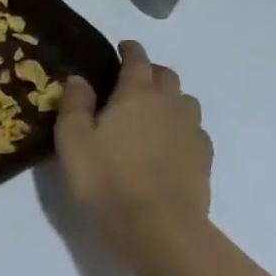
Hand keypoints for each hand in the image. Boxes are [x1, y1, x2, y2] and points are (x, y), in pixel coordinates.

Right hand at [55, 41, 211, 246]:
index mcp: (136, 95)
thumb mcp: (72, 139)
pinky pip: (194, 130)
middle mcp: (169, 105)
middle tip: (130, 81)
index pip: (137, 60)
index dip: (129, 50)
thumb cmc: (105, 178)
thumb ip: (74, 104)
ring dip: (169, 98)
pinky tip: (166, 143)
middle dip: (150, 72)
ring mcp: (191, 132)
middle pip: (167, 76)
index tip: (121, 47)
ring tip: (150, 112)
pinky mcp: (203, 160)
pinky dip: (180, 127)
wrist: (157, 227)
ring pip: (185, 101)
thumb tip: (80, 79)